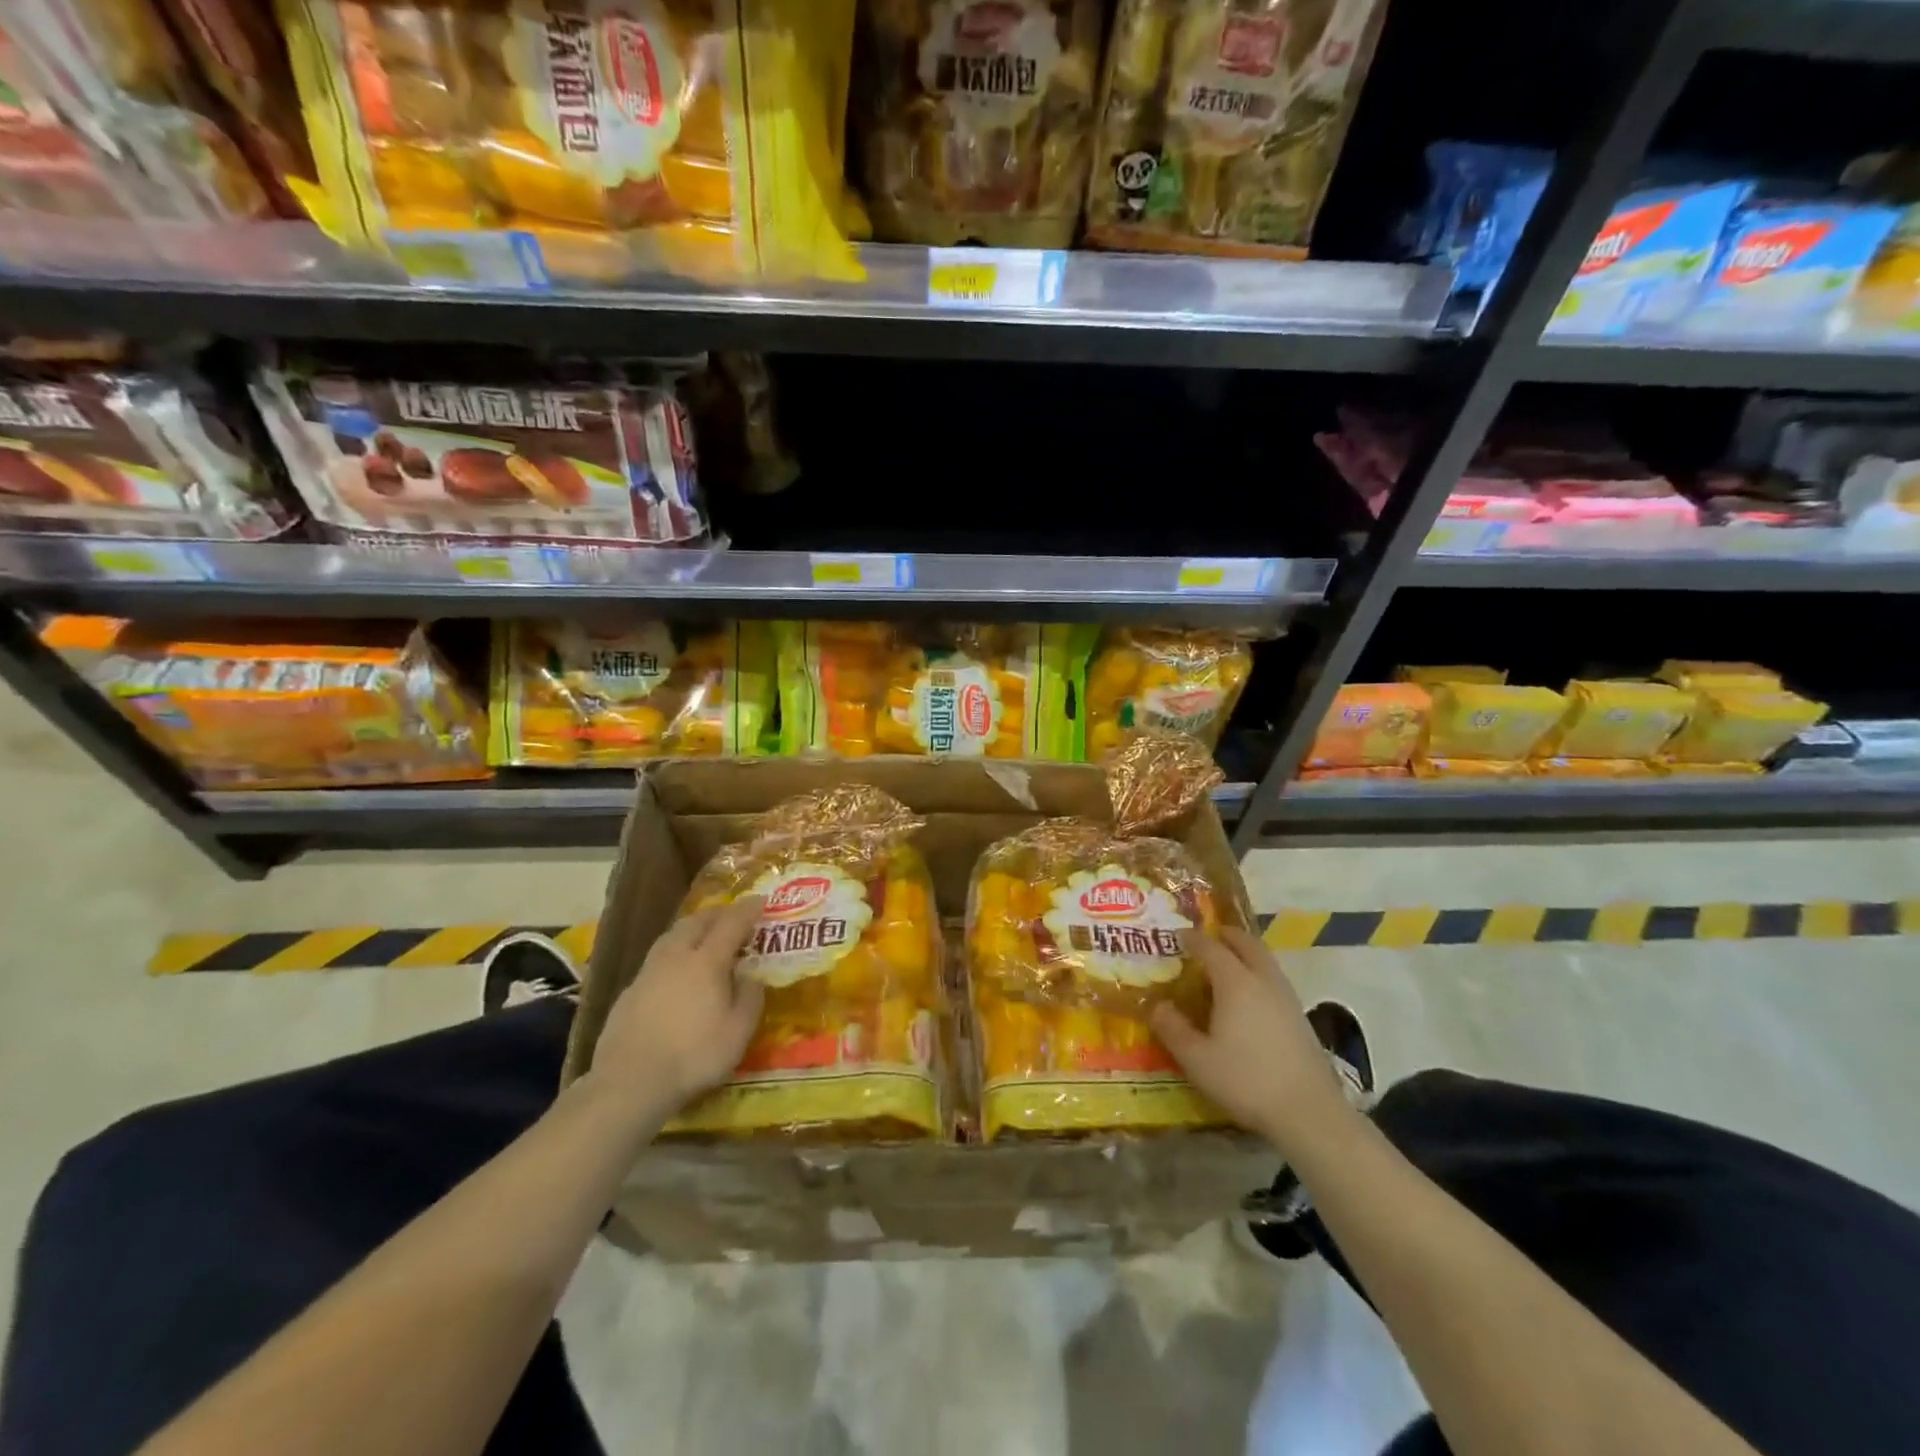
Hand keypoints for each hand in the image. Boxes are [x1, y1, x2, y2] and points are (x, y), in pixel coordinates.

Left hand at [587, 897, 766, 1117]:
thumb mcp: (738, 1031)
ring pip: (671, 936)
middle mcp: (676, 957)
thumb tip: (751, 975)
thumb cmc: (694, 1056)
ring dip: (692, 928)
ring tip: (704, 935)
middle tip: (733, 915)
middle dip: (718, 913)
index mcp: (706, 961)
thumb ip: (750, 997)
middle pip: (697, 922)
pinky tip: (675, 971)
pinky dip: (673, 953)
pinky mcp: (629, 992)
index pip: (731, 924)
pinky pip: (657, 959)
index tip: (761, 900)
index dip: (748, 910)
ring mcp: (648, 973)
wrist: (630, 1083)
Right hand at [1151, 927, 1355, 1158]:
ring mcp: (1287, 999)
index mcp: (1235, 983)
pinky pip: (1275, 980)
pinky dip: (1259, 973)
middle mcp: (1263, 981)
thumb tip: (1157, 1006)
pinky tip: (1251, 997)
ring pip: (1265, 961)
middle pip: (1247, 944)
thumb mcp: (1197, 1059)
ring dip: (1247, 953)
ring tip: (1230, 963)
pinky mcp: (1301, 1018)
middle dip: (1228, 936)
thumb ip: (1173, 1029)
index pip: (1211, 948)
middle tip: (1211, 936)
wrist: (1309, 1112)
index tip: (1178, 935)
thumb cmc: (1246, 1080)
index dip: (1193, 939)